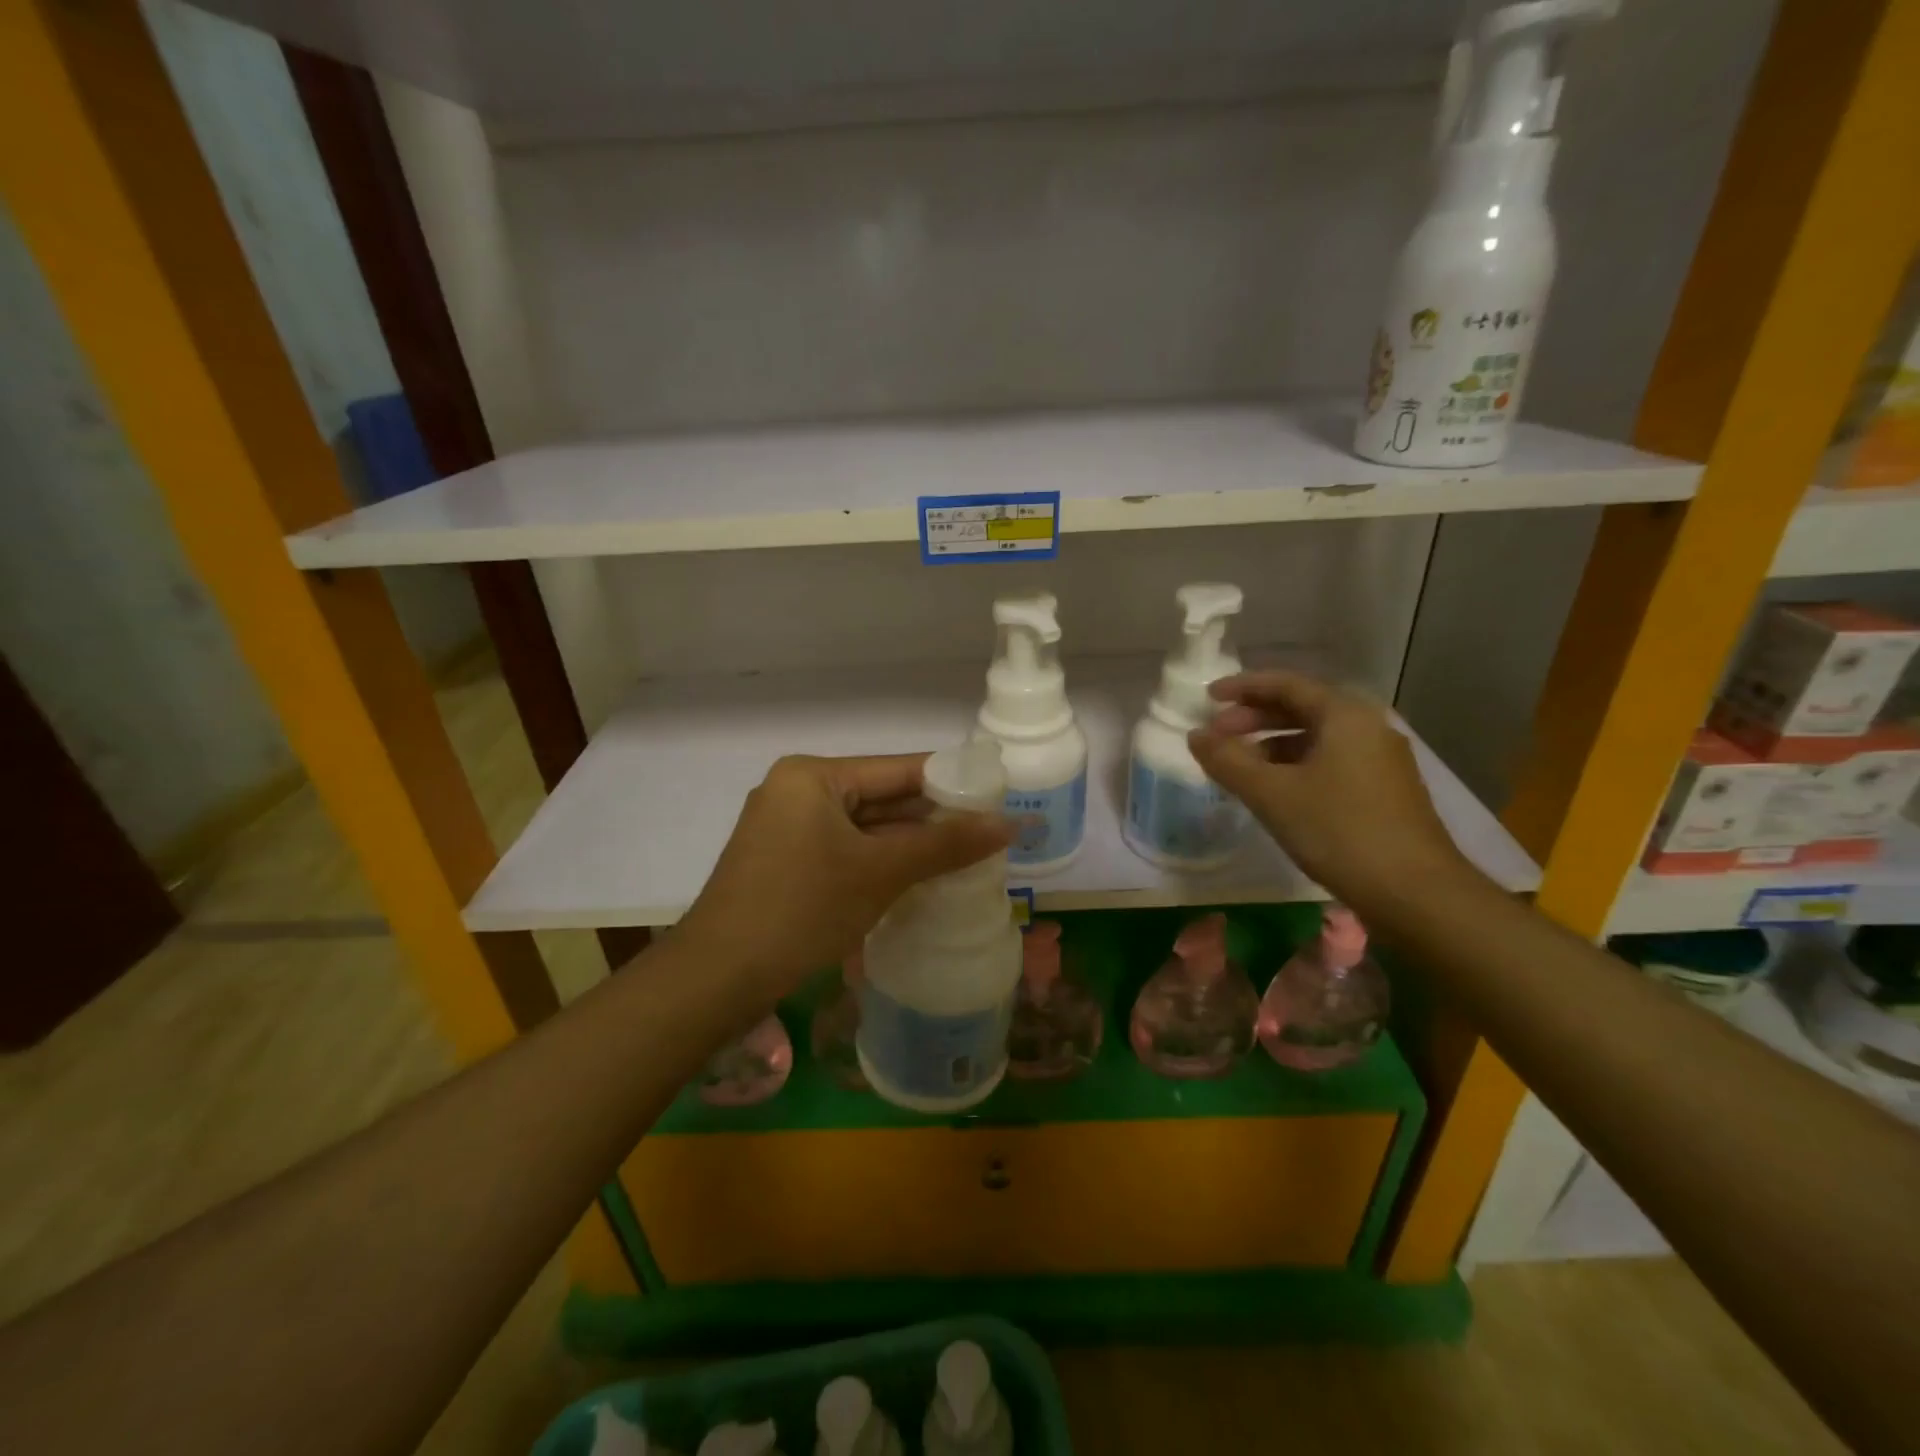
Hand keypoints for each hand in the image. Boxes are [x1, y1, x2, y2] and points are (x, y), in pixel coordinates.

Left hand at [674, 754, 1011, 1002]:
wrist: (717, 978)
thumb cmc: (801, 909)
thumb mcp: (880, 872)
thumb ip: (945, 845)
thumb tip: (1009, 824)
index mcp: (813, 776)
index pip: (898, 769)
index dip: (951, 783)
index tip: (998, 797)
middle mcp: (797, 792)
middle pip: (882, 798)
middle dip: (932, 820)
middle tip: (990, 835)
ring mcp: (787, 829)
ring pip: (864, 829)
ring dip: (909, 846)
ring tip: (968, 858)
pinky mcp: (785, 863)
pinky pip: (845, 852)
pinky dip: (880, 864)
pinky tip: (921, 880)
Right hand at [1187, 671, 1470, 904]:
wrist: (1415, 893)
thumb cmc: (1339, 831)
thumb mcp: (1271, 794)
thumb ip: (1228, 760)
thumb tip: (1195, 735)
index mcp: (1344, 715)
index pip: (1285, 684)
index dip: (1242, 687)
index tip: (1207, 698)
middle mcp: (1367, 727)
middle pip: (1301, 708)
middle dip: (1254, 718)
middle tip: (1216, 735)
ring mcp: (1380, 760)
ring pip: (1315, 738)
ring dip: (1271, 745)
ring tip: (1238, 766)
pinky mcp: (1385, 790)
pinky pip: (1330, 761)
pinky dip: (1295, 765)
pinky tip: (1275, 791)